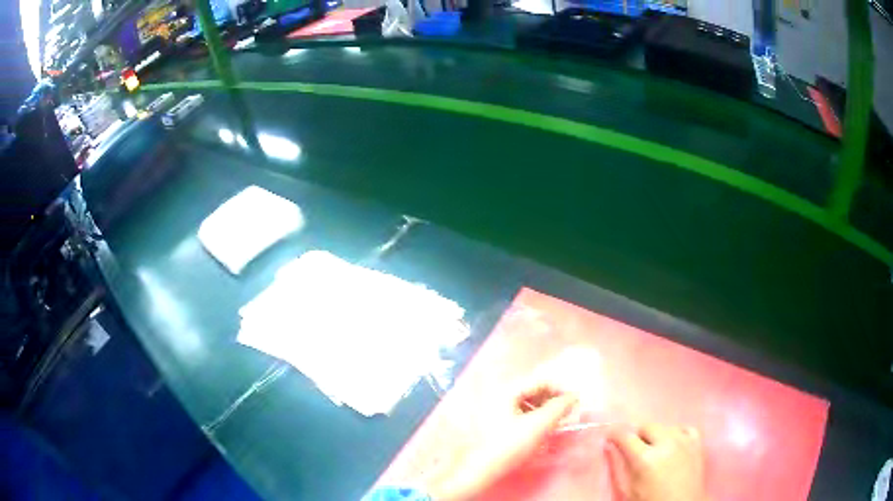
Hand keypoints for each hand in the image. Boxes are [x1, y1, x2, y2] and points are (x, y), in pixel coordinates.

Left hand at [425, 382, 577, 500]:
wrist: (478, 469)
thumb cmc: (508, 445)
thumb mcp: (538, 425)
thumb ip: (559, 408)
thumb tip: (573, 396)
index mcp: (507, 390)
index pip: (541, 380)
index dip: (560, 390)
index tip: (574, 403)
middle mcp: (498, 394)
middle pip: (533, 390)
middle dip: (552, 400)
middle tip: (566, 414)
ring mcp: (494, 408)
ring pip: (526, 402)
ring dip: (544, 410)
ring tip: (554, 423)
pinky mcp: (494, 422)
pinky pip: (519, 413)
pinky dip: (533, 418)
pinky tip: (538, 431)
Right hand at [607, 424, 708, 500]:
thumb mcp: (629, 489)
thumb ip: (620, 466)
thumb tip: (610, 446)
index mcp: (645, 459)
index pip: (626, 436)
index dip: (615, 434)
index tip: (610, 436)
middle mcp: (666, 444)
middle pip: (647, 426)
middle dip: (638, 435)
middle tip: (634, 448)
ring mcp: (685, 442)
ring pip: (666, 426)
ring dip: (657, 435)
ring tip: (654, 450)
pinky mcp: (698, 444)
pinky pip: (686, 429)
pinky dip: (677, 434)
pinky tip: (673, 444)